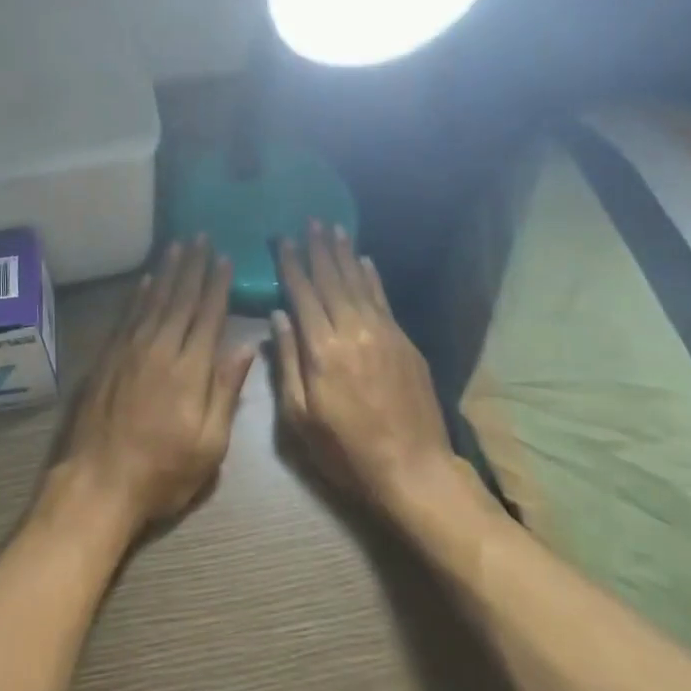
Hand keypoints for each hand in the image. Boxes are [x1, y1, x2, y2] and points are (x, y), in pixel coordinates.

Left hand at [47, 238, 255, 541]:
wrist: (98, 482)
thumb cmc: (163, 472)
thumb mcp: (210, 445)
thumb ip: (226, 391)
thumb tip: (247, 347)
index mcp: (190, 370)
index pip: (208, 316)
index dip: (217, 286)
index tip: (224, 258)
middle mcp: (160, 349)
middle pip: (180, 299)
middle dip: (193, 267)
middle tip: (200, 237)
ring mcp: (129, 350)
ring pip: (153, 301)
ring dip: (166, 272)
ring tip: (177, 246)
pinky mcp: (107, 357)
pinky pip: (127, 315)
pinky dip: (139, 294)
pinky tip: (145, 280)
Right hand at [272, 223, 462, 518]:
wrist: (413, 470)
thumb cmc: (346, 450)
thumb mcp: (300, 417)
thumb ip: (287, 363)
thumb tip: (277, 318)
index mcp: (321, 350)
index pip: (302, 294)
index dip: (292, 265)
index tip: (283, 239)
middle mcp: (352, 331)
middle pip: (331, 280)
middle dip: (318, 249)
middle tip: (310, 221)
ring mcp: (382, 334)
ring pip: (358, 283)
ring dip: (344, 254)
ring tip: (334, 229)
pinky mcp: (404, 342)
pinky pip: (383, 299)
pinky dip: (372, 277)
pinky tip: (364, 261)